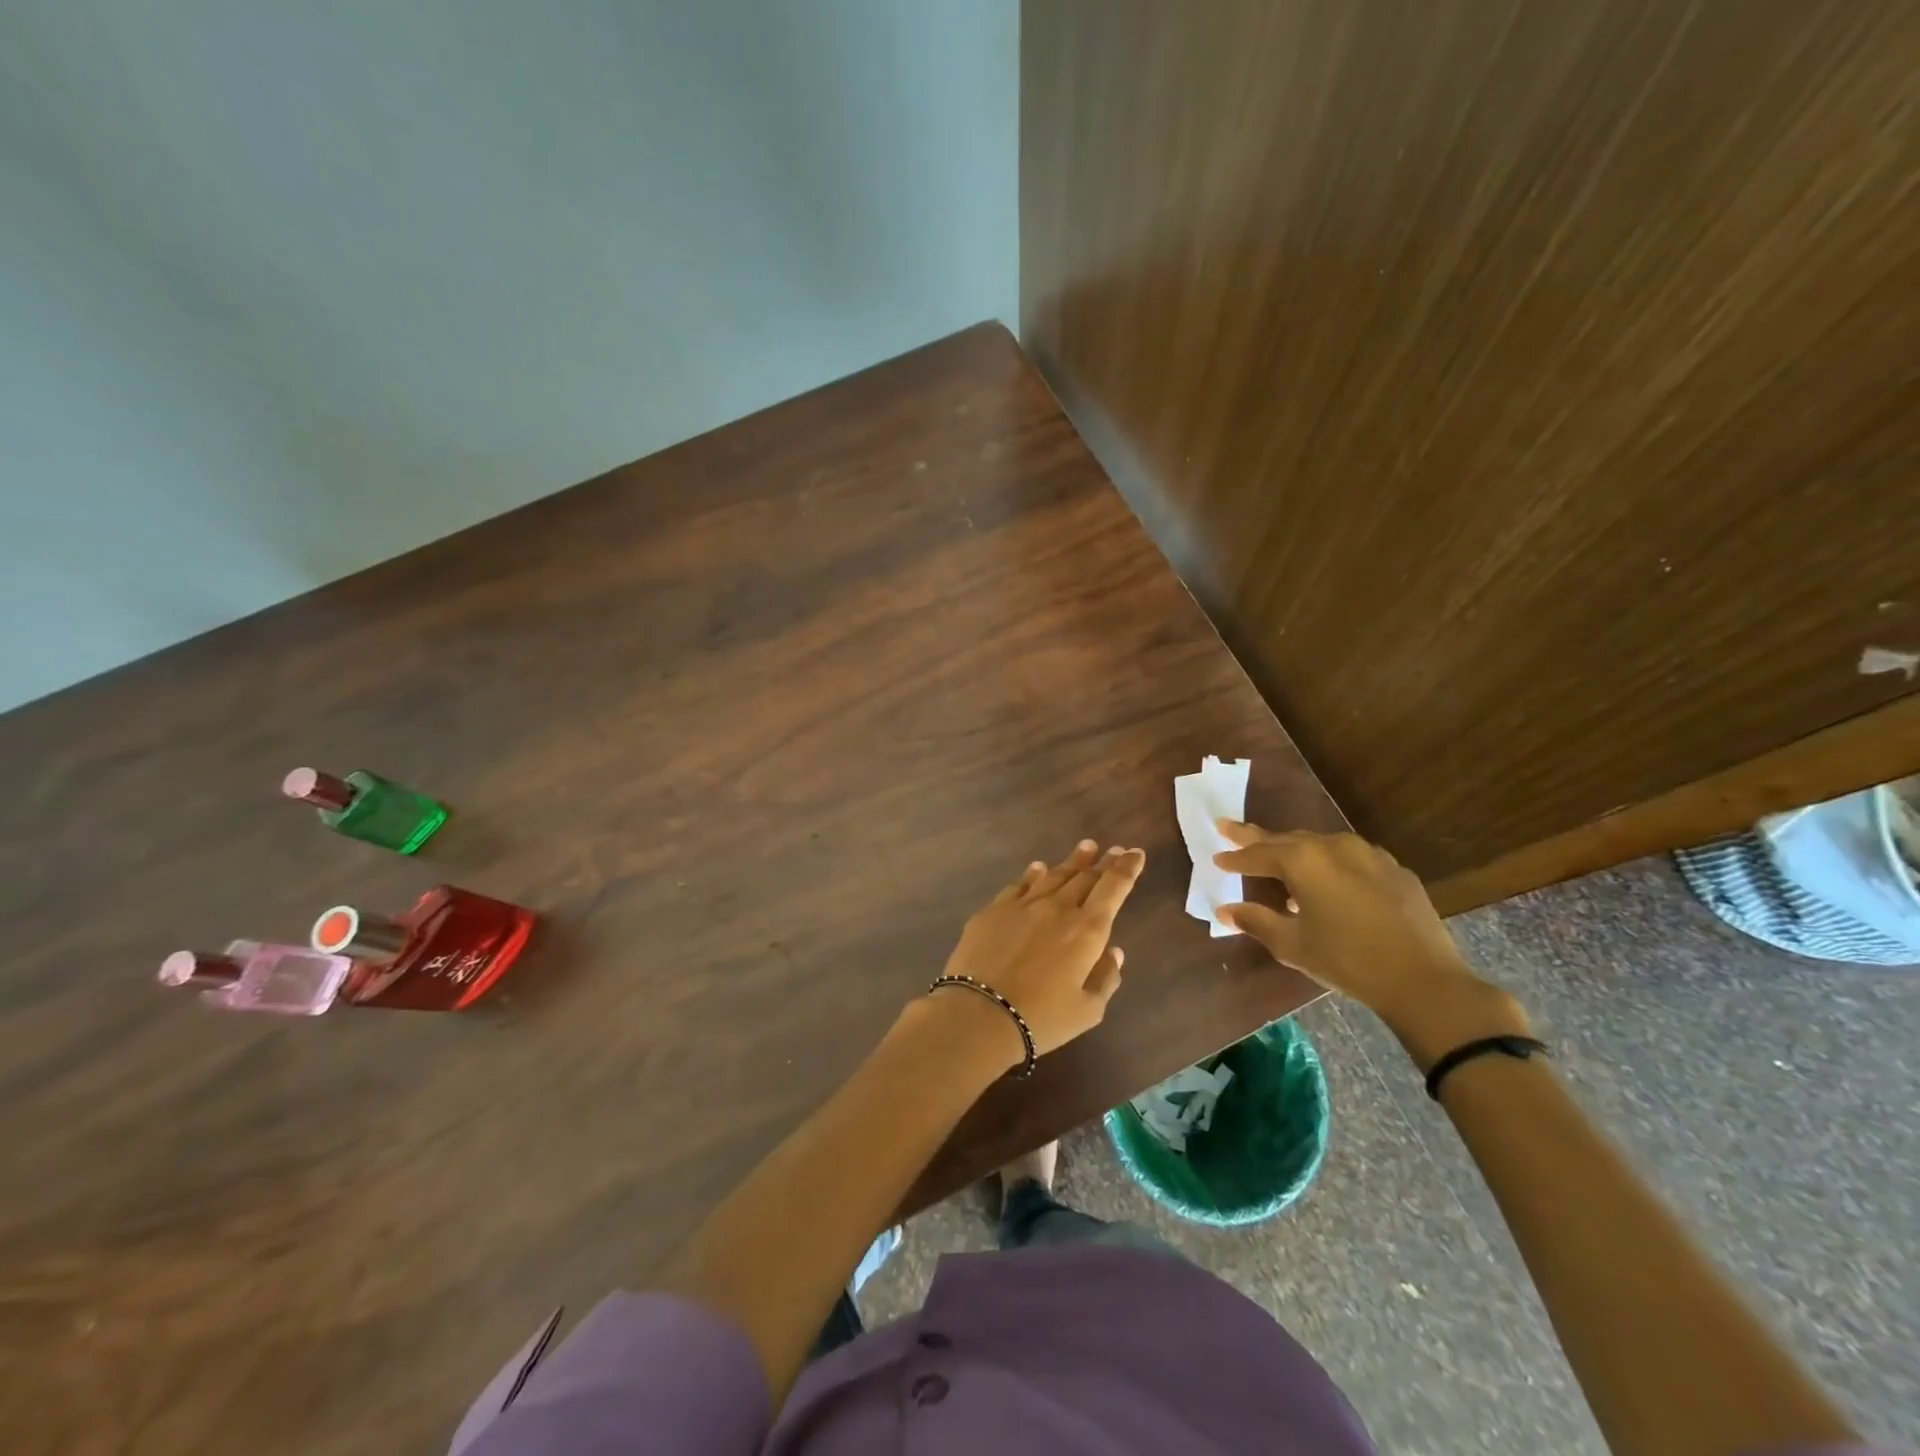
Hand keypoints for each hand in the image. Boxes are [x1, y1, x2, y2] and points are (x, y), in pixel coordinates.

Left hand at [928, 839, 1145, 1069]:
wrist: (980, 1012)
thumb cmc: (1042, 1018)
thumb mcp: (1088, 1010)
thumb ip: (1105, 978)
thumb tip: (1113, 951)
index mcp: (1087, 930)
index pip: (1113, 888)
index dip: (1127, 868)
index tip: (1135, 853)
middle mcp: (1058, 908)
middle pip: (1085, 877)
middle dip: (1103, 862)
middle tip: (1113, 850)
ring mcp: (1023, 905)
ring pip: (1053, 875)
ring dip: (1072, 861)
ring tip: (1085, 848)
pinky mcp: (994, 910)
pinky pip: (1019, 884)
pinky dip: (1033, 874)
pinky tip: (1038, 868)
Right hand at [1212, 823, 1528, 1063]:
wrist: (1424, 980)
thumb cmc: (1347, 961)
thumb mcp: (1293, 944)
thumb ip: (1256, 921)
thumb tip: (1225, 910)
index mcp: (1303, 860)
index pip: (1258, 853)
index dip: (1235, 857)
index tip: (1216, 856)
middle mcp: (1334, 846)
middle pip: (1287, 839)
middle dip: (1258, 839)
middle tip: (1231, 830)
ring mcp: (1368, 854)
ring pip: (1320, 845)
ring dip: (1295, 851)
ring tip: (1278, 859)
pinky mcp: (1394, 870)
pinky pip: (1350, 858)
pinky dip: (1329, 864)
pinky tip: (1328, 883)